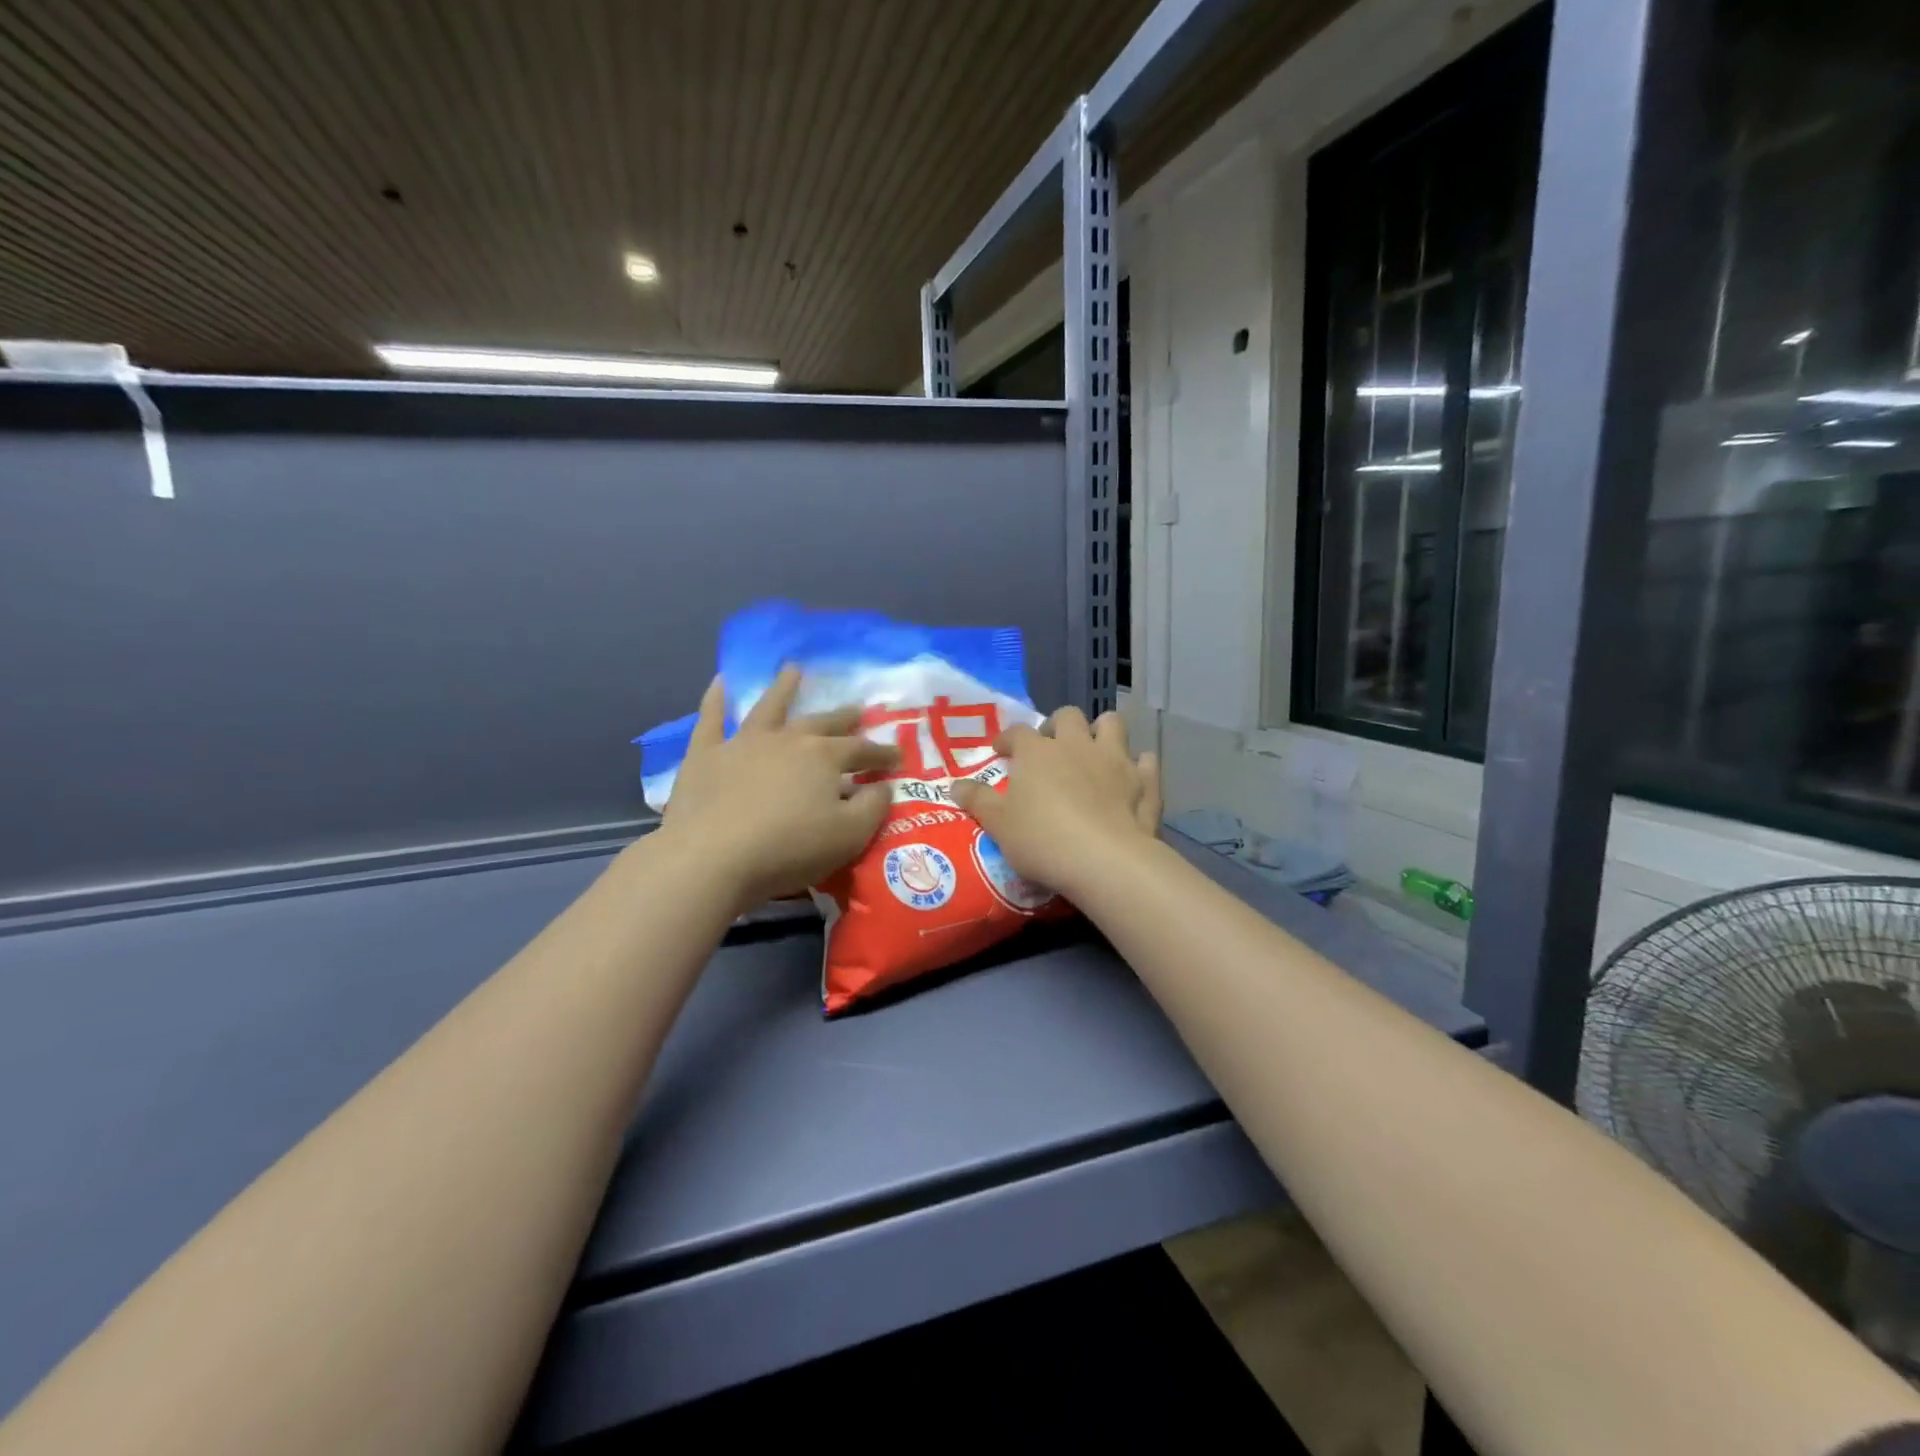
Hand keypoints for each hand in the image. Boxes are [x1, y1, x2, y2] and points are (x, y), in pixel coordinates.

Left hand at [659, 667, 897, 908]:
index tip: (897, 758)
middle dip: (843, 718)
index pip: (862, 751)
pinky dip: (715, 699)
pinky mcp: (705, 755)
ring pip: (769, 708)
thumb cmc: (789, 849)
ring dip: (783, 689)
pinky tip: (720, 681)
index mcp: (824, 757)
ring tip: (793, 670)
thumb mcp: (849, 836)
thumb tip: (884, 786)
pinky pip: (711, 719)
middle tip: (858, 710)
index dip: (882, 754)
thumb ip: (873, 807)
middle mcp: (787, 740)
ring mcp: (743, 743)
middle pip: (822, 724)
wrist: (713, 857)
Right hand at [950, 707, 1160, 900]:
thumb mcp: (999, 824)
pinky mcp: (1144, 782)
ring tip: (1094, 750)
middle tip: (1051, 746)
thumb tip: (955, 784)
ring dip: (1102, 731)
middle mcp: (1077, 745)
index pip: (1018, 732)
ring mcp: (1115, 760)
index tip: (1002, 750)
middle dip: (1058, 725)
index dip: (1008, 738)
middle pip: (1068, 716)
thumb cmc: (1042, 840)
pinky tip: (1133, 777)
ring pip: (1112, 724)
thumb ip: (978, 801)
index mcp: (1038, 752)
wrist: (1104, 860)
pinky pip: (1146, 762)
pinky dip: (1139, 766)